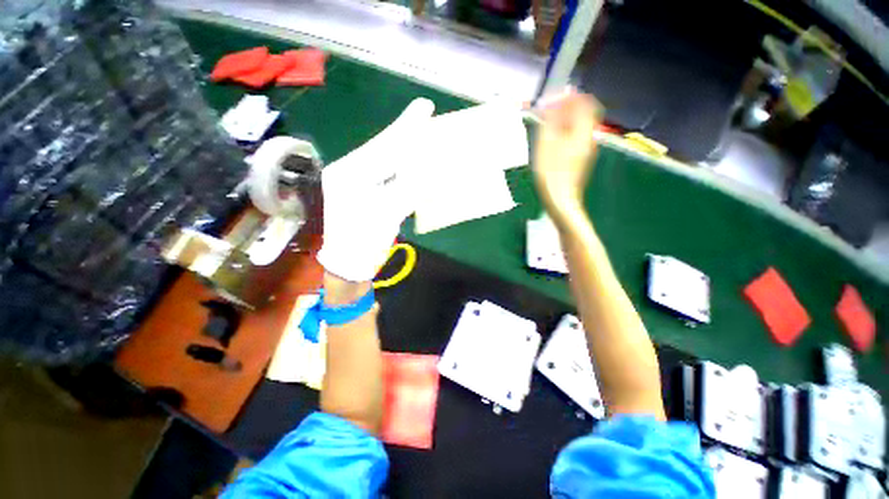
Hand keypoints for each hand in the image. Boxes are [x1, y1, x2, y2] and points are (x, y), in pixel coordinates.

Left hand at [317, 98, 434, 281]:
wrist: (349, 264)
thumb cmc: (363, 242)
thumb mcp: (387, 214)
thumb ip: (411, 189)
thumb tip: (435, 170)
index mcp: (349, 174)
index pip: (383, 146)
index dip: (406, 128)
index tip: (424, 107)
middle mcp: (349, 171)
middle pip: (382, 148)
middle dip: (405, 133)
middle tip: (424, 113)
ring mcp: (355, 182)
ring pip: (385, 159)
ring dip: (404, 148)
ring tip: (421, 134)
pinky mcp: (363, 192)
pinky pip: (386, 174)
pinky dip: (402, 167)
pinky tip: (412, 160)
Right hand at [532, 90, 600, 223]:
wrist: (561, 201)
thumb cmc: (551, 173)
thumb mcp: (546, 144)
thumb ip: (551, 120)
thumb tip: (555, 100)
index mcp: (583, 131)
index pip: (584, 102)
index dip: (569, 96)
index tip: (551, 99)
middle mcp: (589, 138)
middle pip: (583, 114)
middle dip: (565, 109)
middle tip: (546, 113)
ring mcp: (585, 151)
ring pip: (578, 127)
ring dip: (563, 122)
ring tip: (545, 128)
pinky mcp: (580, 161)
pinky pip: (574, 139)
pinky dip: (563, 135)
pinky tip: (550, 144)